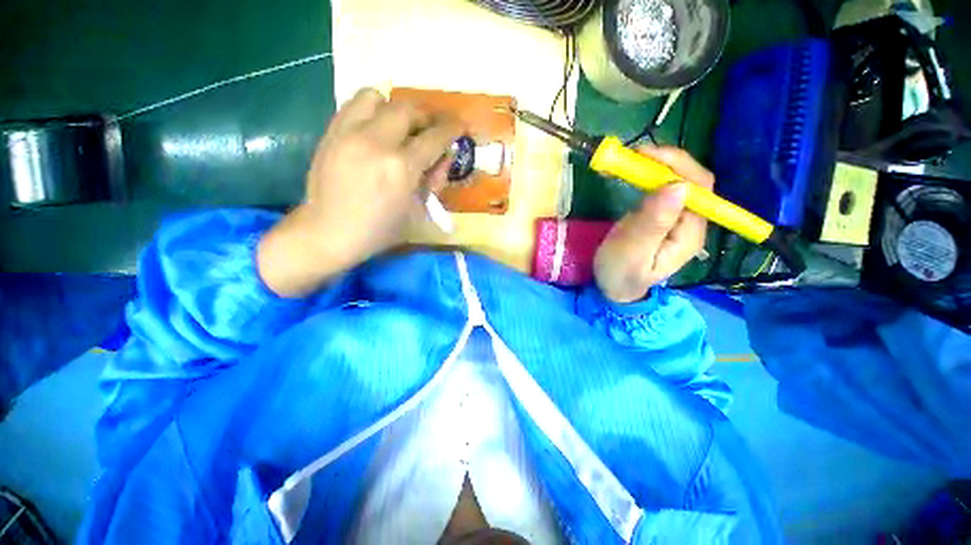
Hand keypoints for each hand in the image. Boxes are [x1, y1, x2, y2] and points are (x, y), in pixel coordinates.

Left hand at [258, 88, 461, 296]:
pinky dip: (372, 109)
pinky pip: (354, 104)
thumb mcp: (418, 212)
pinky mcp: (331, 132)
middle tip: (430, 129)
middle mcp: (376, 143)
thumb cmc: (379, 230)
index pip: (434, 137)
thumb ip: (434, 180)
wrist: (329, 232)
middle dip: (426, 116)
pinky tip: (376, 127)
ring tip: (401, 125)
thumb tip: (446, 155)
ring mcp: (349, 133)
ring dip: (396, 108)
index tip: (459, 125)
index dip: (451, 128)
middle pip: (408, 109)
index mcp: (401, 168)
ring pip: (378, 97)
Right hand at [593, 146, 713, 302]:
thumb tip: (677, 187)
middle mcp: (691, 222)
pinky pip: (662, 188)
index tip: (645, 157)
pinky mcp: (662, 215)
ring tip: (629, 161)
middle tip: (634, 155)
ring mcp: (677, 218)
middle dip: (667, 162)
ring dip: (656, 166)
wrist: (613, 288)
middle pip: (692, 181)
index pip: (699, 189)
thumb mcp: (631, 252)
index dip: (677, 166)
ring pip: (677, 181)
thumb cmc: (620, 274)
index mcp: (689, 233)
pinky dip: (648, 175)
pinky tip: (633, 172)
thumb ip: (652, 224)